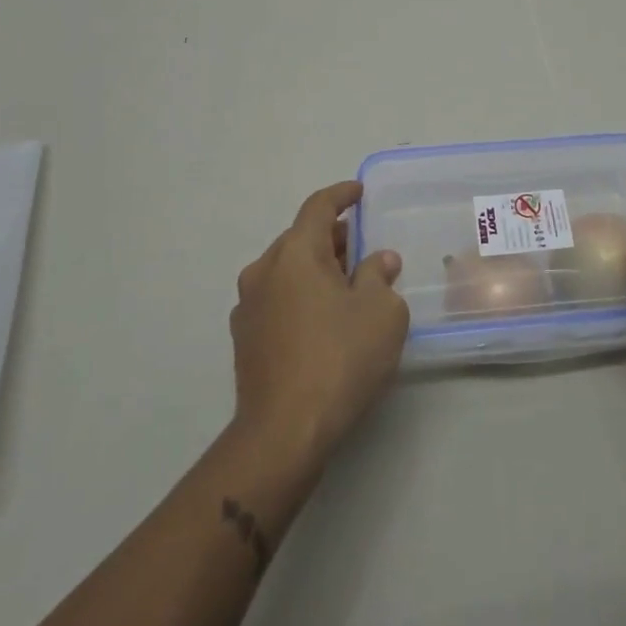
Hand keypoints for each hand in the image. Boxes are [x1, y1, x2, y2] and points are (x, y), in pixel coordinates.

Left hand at [230, 181, 409, 463]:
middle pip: (300, 238)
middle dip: (332, 236)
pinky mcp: (244, 340)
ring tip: (348, 281)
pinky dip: (301, 294)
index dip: (341, 195)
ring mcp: (248, 307)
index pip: (318, 207)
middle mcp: (264, 271)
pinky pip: (278, 299)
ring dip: (316, 268)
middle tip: (362, 243)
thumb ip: (380, 276)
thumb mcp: (381, 312)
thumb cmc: (340, 359)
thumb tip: (378, 261)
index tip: (359, 192)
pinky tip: (325, 317)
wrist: (284, 433)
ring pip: (286, 270)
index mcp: (295, 254)